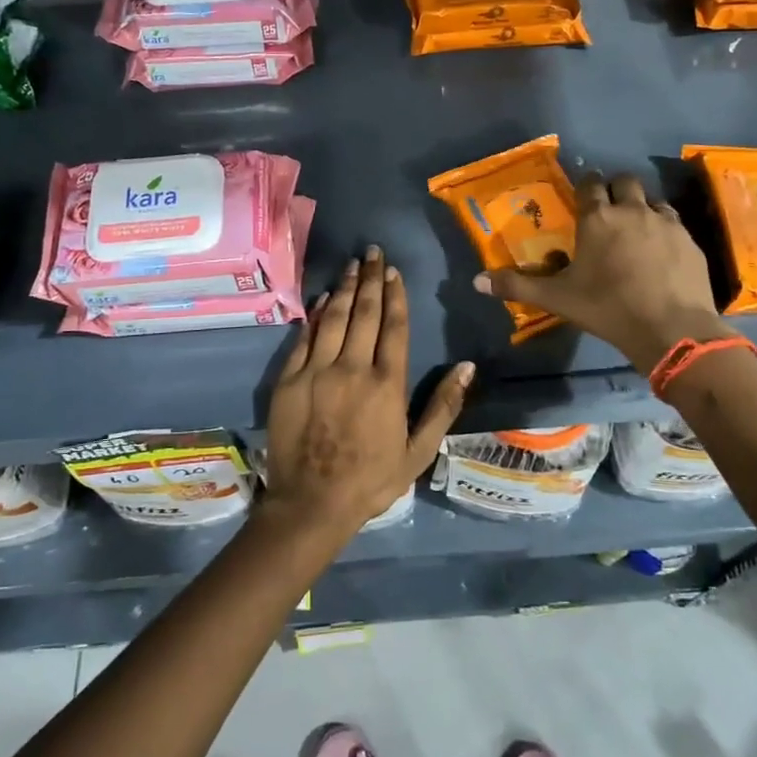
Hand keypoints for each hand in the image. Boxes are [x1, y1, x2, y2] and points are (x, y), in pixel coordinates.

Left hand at [266, 246, 472, 533]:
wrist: (311, 504)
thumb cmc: (371, 480)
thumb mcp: (418, 452)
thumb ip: (443, 407)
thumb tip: (467, 367)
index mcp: (387, 385)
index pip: (393, 327)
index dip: (394, 296)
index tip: (394, 272)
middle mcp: (353, 369)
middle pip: (364, 314)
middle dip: (370, 279)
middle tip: (373, 253)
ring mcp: (317, 371)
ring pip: (334, 318)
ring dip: (344, 288)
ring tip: (352, 265)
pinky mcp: (290, 379)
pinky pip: (304, 338)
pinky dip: (316, 315)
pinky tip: (323, 299)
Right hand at [475, 173, 731, 373]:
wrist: (671, 328)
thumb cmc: (607, 308)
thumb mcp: (557, 299)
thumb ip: (517, 285)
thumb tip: (476, 281)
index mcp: (597, 219)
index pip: (589, 184)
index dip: (585, 184)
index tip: (582, 192)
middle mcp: (632, 211)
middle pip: (624, 182)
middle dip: (615, 189)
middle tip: (608, 209)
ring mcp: (666, 223)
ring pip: (652, 200)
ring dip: (642, 207)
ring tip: (635, 229)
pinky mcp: (690, 241)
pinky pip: (674, 223)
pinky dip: (664, 229)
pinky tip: (661, 251)